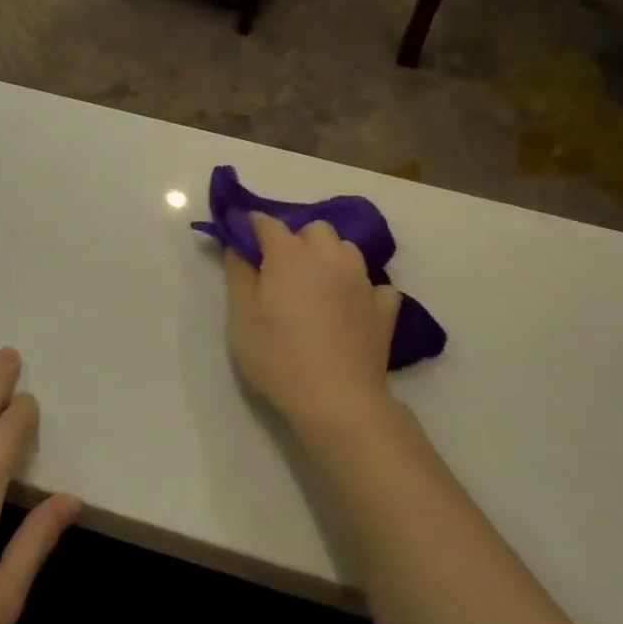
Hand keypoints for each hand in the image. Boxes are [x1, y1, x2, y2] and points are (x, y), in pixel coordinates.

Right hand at [224, 212, 400, 429]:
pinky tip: (351, 308)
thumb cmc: (278, 356)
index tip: (241, 238)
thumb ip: (238, 272)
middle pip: (314, 229)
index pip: (267, 223)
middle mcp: (329, 256)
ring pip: (346, 250)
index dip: (251, 226)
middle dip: (297, 239)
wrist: (337, 400)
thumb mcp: (241, 316)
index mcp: (289, 254)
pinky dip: (361, 288)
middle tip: (282, 270)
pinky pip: (374, 284)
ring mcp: (361, 280)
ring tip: (318, 286)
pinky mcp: (384, 307)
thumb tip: (238, 244)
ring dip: (330, 257)